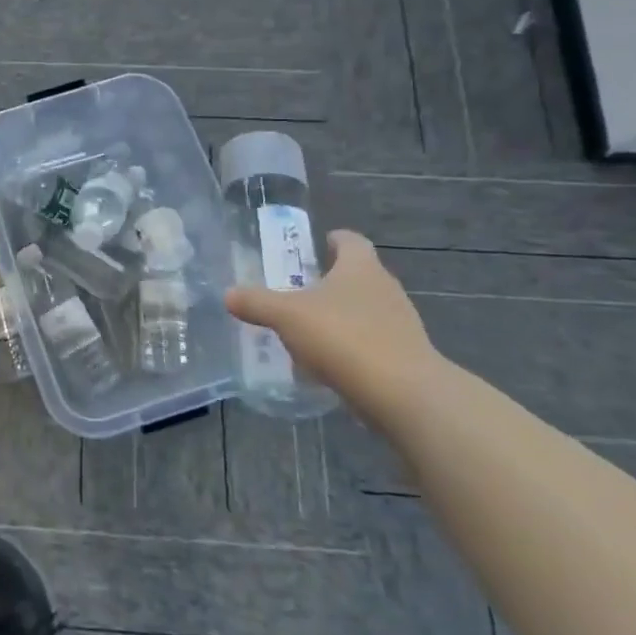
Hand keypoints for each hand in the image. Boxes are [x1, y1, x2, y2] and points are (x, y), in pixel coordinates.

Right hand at [224, 230, 443, 426]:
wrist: (403, 394)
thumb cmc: (344, 337)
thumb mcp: (287, 316)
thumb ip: (256, 303)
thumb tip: (228, 294)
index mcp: (361, 267)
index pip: (351, 241)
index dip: (335, 240)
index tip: (320, 244)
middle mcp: (386, 288)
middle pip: (360, 275)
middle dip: (333, 280)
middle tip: (302, 290)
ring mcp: (401, 324)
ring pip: (367, 310)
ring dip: (343, 316)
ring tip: (311, 330)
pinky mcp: (406, 357)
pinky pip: (373, 342)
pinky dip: (353, 347)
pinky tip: (330, 364)